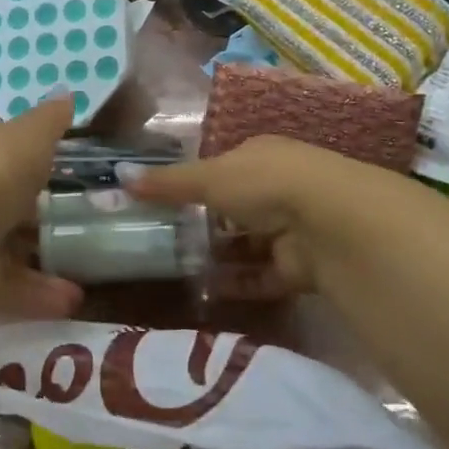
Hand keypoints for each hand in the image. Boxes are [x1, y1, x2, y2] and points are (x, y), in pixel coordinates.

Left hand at [0, 96, 82, 318]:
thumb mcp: (27, 138)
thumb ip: (48, 121)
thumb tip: (67, 93)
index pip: (4, 156)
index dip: (33, 161)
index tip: (67, 171)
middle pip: (6, 205)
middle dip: (38, 215)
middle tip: (83, 223)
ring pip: (8, 249)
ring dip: (44, 258)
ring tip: (87, 269)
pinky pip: (9, 287)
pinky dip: (39, 294)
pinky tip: (73, 300)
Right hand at [120, 136, 361, 296]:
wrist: (329, 222)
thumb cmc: (263, 183)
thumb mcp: (209, 178)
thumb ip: (167, 183)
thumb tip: (119, 176)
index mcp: (260, 156)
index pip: (222, 169)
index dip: (194, 185)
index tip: (162, 205)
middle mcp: (278, 189)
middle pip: (234, 210)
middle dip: (204, 226)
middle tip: (163, 243)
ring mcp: (291, 229)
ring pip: (247, 245)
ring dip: (219, 257)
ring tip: (177, 270)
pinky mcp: (300, 267)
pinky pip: (261, 276)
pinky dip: (237, 284)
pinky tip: (206, 291)